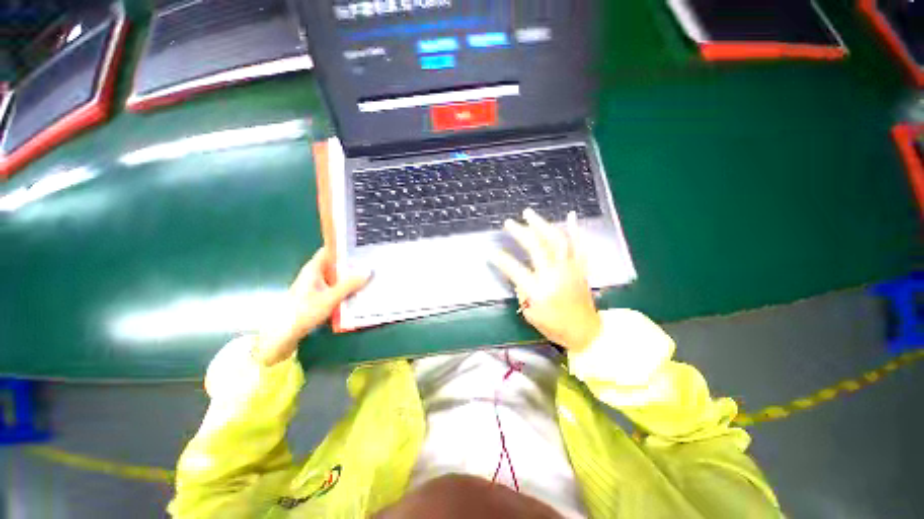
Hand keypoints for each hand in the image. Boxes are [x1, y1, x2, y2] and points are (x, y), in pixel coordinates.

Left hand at [253, 247, 370, 365]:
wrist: (284, 335)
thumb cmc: (303, 312)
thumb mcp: (330, 298)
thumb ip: (349, 284)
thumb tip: (368, 270)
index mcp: (314, 268)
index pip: (331, 250)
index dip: (345, 246)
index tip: (364, 245)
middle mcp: (316, 274)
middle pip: (337, 264)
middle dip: (354, 263)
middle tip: (373, 261)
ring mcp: (317, 286)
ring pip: (338, 277)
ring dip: (352, 277)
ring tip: (372, 275)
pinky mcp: (320, 297)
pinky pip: (337, 288)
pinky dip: (348, 288)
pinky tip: (361, 291)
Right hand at [490, 209, 600, 352]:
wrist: (586, 331)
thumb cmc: (556, 326)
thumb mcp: (531, 315)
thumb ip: (522, 293)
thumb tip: (518, 277)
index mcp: (539, 290)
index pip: (515, 270)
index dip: (502, 260)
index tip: (492, 253)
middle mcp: (554, 275)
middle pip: (536, 248)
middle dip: (521, 233)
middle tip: (509, 223)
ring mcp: (570, 268)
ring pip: (556, 240)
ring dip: (541, 225)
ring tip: (529, 213)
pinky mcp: (580, 267)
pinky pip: (579, 245)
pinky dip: (574, 229)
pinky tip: (570, 215)